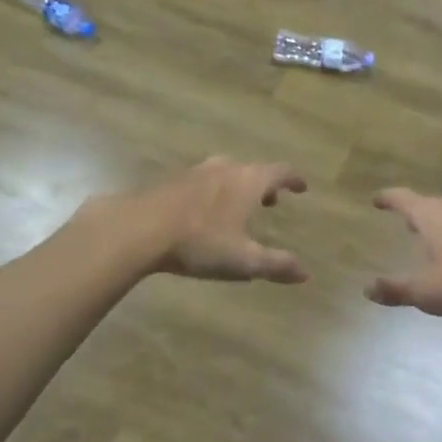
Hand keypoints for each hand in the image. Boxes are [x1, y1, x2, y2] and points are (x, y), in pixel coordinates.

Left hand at [112, 157, 308, 283]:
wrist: (137, 229)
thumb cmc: (199, 242)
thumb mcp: (243, 260)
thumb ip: (276, 265)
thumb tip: (305, 273)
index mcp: (248, 181)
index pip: (280, 172)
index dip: (294, 179)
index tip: (302, 187)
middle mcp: (224, 169)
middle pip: (252, 170)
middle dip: (264, 186)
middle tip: (271, 202)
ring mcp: (194, 172)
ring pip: (224, 174)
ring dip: (236, 188)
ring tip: (235, 208)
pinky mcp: (169, 181)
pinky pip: (200, 183)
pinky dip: (211, 193)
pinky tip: (201, 214)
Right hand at [368, 189, 441, 319]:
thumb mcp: (428, 292)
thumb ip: (397, 289)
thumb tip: (368, 288)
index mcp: (432, 216)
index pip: (403, 199)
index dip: (387, 199)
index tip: (376, 199)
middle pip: (430, 204)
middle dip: (416, 213)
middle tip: (406, 223)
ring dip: (441, 223)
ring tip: (435, 238)